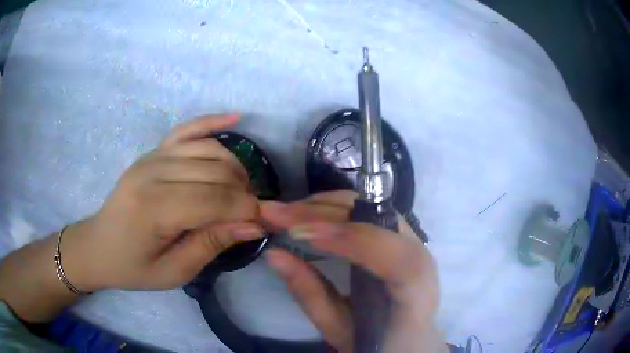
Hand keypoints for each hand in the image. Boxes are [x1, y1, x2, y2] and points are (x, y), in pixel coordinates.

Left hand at [61, 113, 262, 290]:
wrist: (99, 246)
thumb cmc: (133, 266)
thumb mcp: (174, 271)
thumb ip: (212, 244)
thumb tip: (254, 225)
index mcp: (154, 208)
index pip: (215, 200)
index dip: (247, 210)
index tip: (266, 224)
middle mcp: (152, 171)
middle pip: (216, 172)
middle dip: (245, 192)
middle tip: (253, 214)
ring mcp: (152, 155)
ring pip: (210, 150)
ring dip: (235, 168)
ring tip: (242, 191)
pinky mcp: (153, 151)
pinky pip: (187, 129)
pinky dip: (213, 122)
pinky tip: (236, 117)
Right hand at [261, 191, 446, 352]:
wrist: (408, 342)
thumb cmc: (377, 343)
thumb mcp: (340, 330)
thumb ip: (310, 294)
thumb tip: (274, 254)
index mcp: (416, 294)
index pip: (393, 255)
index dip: (348, 238)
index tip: (298, 234)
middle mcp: (422, 260)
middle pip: (380, 220)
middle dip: (324, 213)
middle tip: (276, 213)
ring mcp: (415, 244)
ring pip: (373, 208)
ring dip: (328, 206)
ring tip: (287, 211)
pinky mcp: (400, 238)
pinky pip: (368, 213)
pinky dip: (337, 209)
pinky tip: (311, 213)